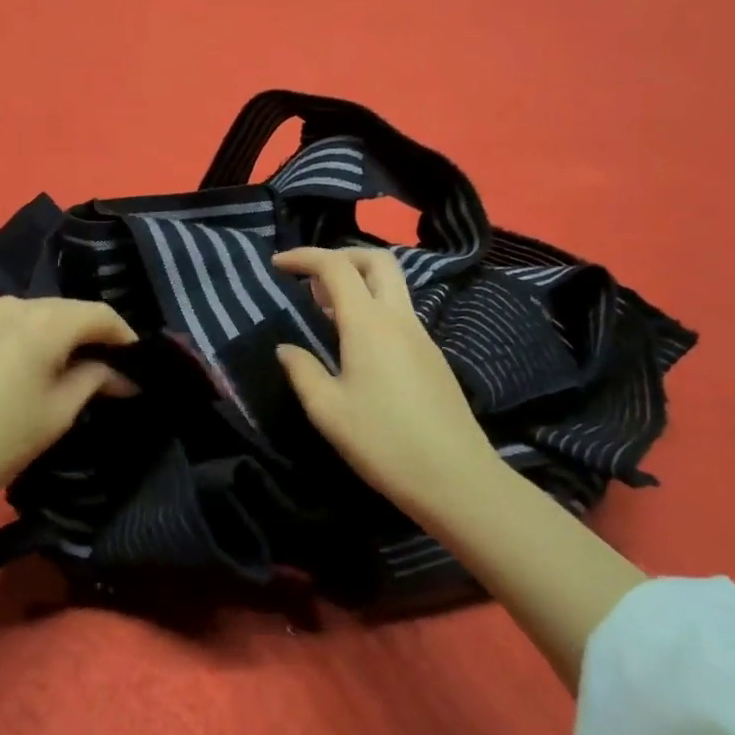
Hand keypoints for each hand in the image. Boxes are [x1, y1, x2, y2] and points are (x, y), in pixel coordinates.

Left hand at [0, 296, 138, 516]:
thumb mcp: (58, 413)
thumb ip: (95, 380)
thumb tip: (123, 375)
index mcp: (43, 320)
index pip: (99, 314)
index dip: (124, 335)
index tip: (139, 362)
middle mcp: (13, 305)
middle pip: (67, 310)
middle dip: (92, 336)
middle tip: (110, 369)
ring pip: (37, 317)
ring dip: (60, 337)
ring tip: (71, 371)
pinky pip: (10, 326)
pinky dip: (30, 341)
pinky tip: (30, 370)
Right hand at [272, 246, 496, 515]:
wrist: (457, 479)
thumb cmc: (383, 442)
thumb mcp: (327, 410)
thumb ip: (302, 370)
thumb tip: (286, 348)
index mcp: (369, 323)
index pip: (335, 267)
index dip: (304, 257)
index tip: (277, 264)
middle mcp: (398, 318)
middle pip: (376, 260)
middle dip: (341, 255)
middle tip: (311, 278)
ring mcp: (421, 336)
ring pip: (392, 286)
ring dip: (358, 282)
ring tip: (325, 310)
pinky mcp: (432, 356)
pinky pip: (399, 313)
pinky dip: (372, 308)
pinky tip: (355, 342)